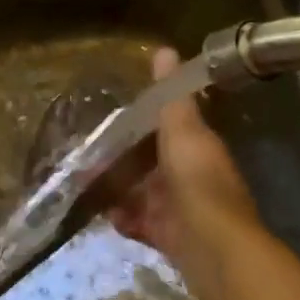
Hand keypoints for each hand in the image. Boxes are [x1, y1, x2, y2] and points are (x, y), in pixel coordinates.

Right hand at [108, 48, 264, 284]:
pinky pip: (139, 223)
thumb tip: (165, 50)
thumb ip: (171, 95)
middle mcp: (188, 175)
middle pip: (150, 162)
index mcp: (195, 147)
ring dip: (117, 188)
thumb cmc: (198, 182)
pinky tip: (104, 213)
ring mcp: (178, 208)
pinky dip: (123, 218)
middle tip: (87, 153)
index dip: (142, 121)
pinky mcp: (168, 237)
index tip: (112, 116)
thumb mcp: (182, 130)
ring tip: (84, 182)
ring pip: (141, 192)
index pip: (167, 127)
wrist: (215, 249)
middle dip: (121, 159)